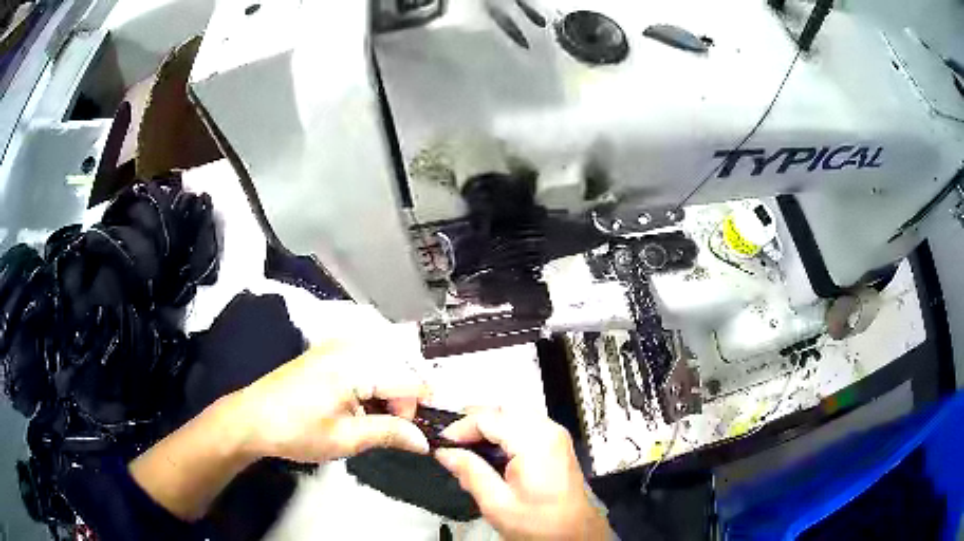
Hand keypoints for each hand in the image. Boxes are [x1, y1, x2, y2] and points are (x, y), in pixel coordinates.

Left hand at [229, 341, 430, 461]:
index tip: (411, 435)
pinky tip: (356, 407)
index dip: (417, 411)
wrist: (251, 419)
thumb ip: (390, 433)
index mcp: (356, 365)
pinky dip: (369, 386)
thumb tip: (423, 440)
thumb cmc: (296, 431)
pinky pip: (364, 363)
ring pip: (383, 366)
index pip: (410, 382)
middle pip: (398, 370)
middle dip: (401, 402)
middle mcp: (350, 347)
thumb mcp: (346, 439)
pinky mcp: (326, 352)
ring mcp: (336, 346)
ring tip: (369, 422)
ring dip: (386, 395)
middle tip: (387, 431)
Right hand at [435, 411, 608, 540]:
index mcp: (535, 442)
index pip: (488, 418)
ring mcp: (556, 436)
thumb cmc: (542, 524)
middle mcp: (549, 431)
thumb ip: (470, 473)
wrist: (575, 534)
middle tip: (454, 443)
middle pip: (503, 409)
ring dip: (489, 426)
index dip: (460, 428)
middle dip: (474, 422)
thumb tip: (446, 453)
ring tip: (469, 448)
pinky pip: (526, 424)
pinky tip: (492, 453)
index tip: (443, 443)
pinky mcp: (557, 444)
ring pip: (514, 413)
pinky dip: (505, 431)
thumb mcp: (497, 504)